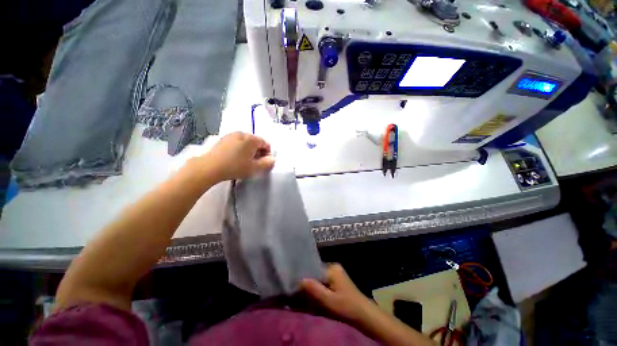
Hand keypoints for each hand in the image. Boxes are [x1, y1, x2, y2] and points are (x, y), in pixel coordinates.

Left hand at [200, 132, 274, 181]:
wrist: (210, 167)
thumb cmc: (235, 167)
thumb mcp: (254, 168)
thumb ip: (267, 164)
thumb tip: (272, 160)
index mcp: (251, 139)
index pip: (265, 143)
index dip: (268, 153)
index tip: (265, 162)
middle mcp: (242, 133)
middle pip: (255, 142)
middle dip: (258, 151)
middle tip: (256, 162)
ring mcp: (231, 135)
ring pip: (246, 142)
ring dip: (249, 150)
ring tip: (246, 161)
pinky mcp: (223, 139)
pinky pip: (236, 142)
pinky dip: (240, 149)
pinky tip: (236, 158)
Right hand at [301, 263, 375, 323]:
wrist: (363, 314)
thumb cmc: (346, 306)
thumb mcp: (328, 300)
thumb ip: (314, 289)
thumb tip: (300, 280)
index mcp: (332, 268)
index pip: (313, 268)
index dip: (304, 277)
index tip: (295, 284)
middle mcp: (333, 266)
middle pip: (315, 272)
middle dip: (308, 282)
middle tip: (298, 291)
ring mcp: (336, 272)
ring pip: (319, 277)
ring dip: (313, 285)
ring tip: (304, 294)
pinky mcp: (337, 279)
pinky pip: (324, 280)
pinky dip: (318, 287)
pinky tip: (314, 294)